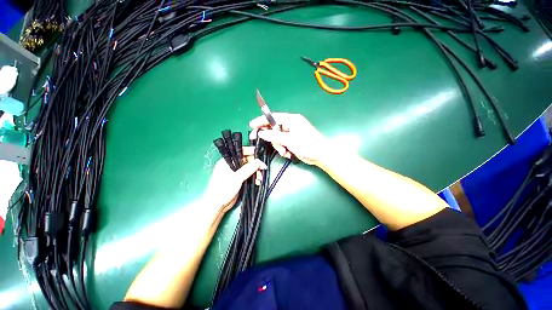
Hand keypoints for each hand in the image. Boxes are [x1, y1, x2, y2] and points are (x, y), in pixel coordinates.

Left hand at [203, 151, 266, 213]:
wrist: (218, 205)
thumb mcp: (236, 178)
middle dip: (255, 165)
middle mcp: (232, 165)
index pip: (241, 152)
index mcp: (227, 161)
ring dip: (256, 172)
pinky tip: (257, 182)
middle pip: (247, 160)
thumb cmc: (223, 189)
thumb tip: (259, 162)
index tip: (259, 155)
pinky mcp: (239, 179)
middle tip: (262, 169)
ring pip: (249, 168)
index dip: (251, 152)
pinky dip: (254, 177)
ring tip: (259, 179)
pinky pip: (249, 175)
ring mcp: (236, 172)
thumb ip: (248, 169)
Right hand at [250, 113, 327, 164]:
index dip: (262, 120)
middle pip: (274, 128)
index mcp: (291, 119)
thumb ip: (274, 136)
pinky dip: (282, 148)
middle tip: (258, 139)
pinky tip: (287, 153)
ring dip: (278, 145)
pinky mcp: (292, 141)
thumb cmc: (307, 144)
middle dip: (270, 137)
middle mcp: (291, 124)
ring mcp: (291, 133)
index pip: (273, 117)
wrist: (320, 155)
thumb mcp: (289, 140)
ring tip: (284, 152)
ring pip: (277, 137)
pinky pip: (282, 143)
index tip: (252, 125)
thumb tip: (261, 133)